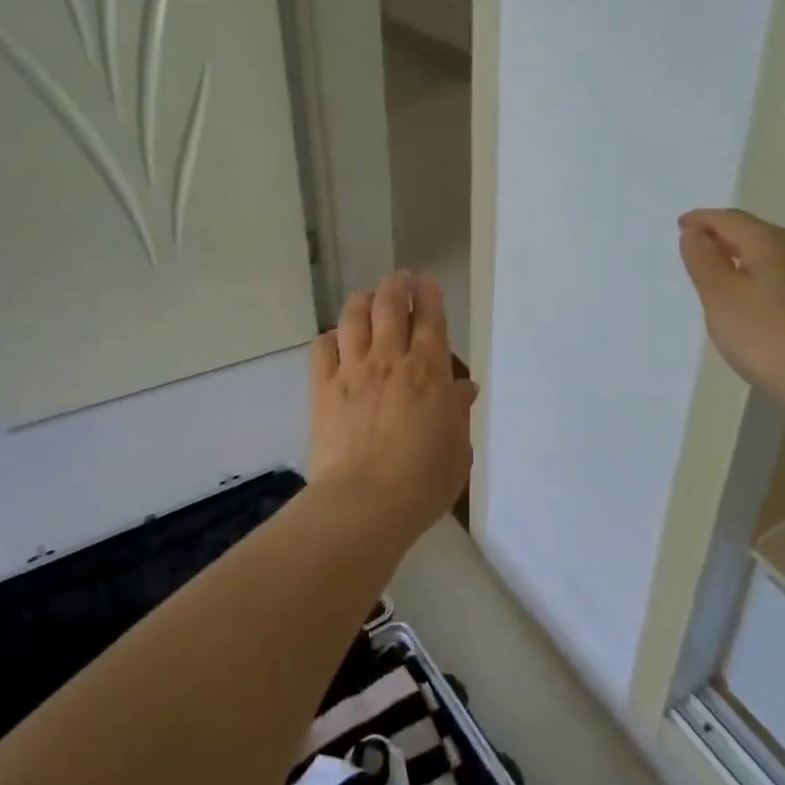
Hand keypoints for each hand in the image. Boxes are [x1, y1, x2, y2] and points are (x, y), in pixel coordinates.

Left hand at [309, 272, 477, 537]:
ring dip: (363, 301)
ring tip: (368, 299)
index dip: (427, 293)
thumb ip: (458, 414)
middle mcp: (389, 359)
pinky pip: (322, 347)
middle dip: (396, 284)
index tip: (425, 281)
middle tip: (400, 280)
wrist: (364, 504)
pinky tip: (337, 341)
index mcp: (428, 372)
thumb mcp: (456, 450)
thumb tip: (462, 389)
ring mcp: (352, 371)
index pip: (429, 317)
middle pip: (389, 303)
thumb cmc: (422, 482)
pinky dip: (331, 337)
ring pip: (353, 316)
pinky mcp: (322, 388)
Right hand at [678, 208, 784, 414]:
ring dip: (742, 257)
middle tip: (696, 248)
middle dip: (723, 236)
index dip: (702, 220)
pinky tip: (753, 299)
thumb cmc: (766, 338)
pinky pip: (784, 276)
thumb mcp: (720, 297)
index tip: (679, 225)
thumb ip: (703, 260)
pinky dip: (760, 276)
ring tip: (719, 273)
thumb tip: (694, 232)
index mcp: (772, 242)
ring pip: (772, 255)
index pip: (730, 219)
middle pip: (754, 233)